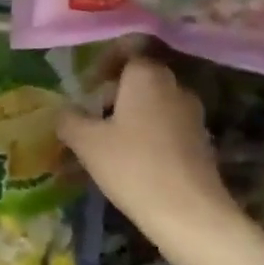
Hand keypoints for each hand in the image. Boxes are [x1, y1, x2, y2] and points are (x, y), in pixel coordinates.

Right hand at [58, 57, 231, 240]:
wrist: (190, 214)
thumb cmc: (133, 167)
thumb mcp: (87, 143)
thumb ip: (69, 119)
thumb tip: (62, 110)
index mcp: (147, 75)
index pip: (126, 50)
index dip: (102, 64)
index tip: (85, 87)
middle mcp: (173, 85)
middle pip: (139, 76)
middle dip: (113, 91)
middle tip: (90, 115)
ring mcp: (192, 113)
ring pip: (154, 101)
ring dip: (131, 113)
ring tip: (108, 141)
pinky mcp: (201, 140)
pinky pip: (167, 124)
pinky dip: (149, 133)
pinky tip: (133, 159)